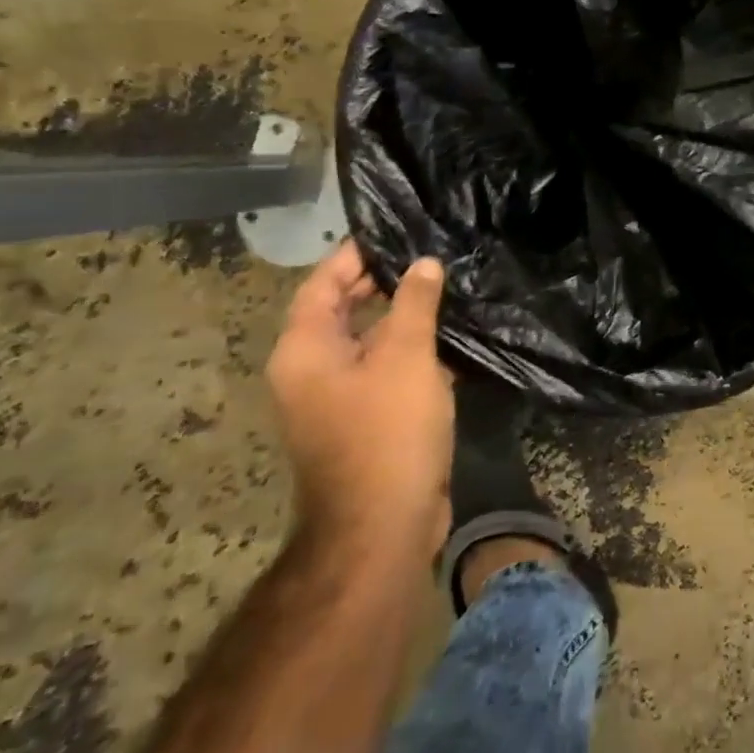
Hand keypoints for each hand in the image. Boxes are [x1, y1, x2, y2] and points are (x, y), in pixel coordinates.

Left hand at [267, 243, 455, 564]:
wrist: (383, 524)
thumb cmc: (387, 431)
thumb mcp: (405, 356)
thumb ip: (414, 302)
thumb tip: (423, 264)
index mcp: (305, 349)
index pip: (323, 282)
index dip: (357, 252)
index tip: (397, 228)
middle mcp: (311, 369)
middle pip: (342, 308)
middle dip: (383, 280)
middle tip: (430, 252)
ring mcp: (336, 397)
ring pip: (367, 338)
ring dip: (401, 314)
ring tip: (446, 284)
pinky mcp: (364, 418)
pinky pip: (383, 368)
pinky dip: (409, 348)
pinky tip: (448, 336)